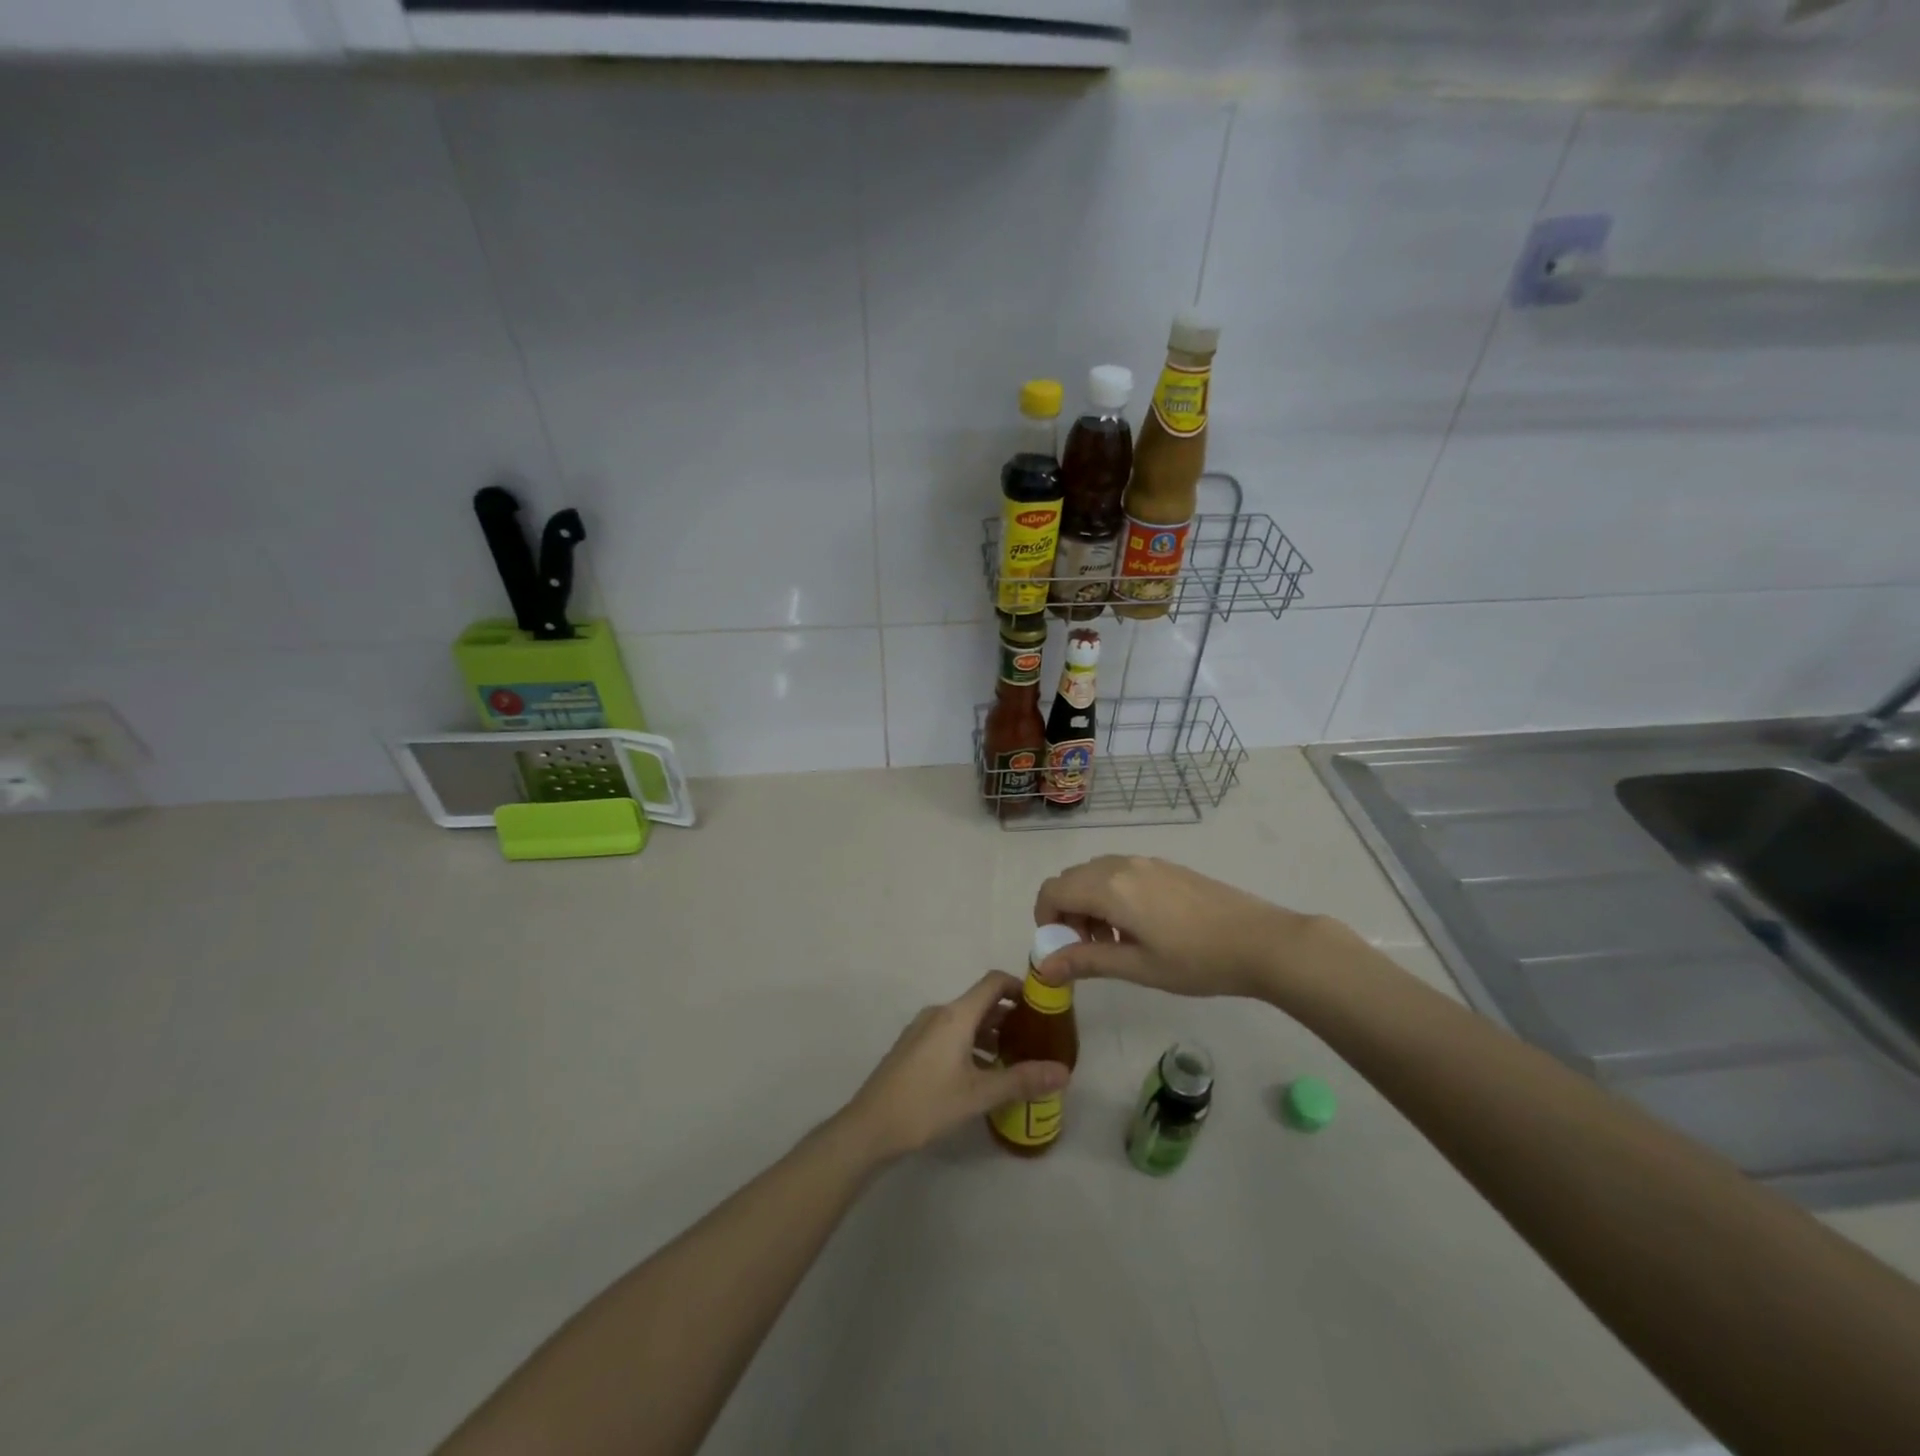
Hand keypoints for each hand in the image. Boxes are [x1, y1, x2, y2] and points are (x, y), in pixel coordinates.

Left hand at [840, 972, 1070, 1160]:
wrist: (869, 1127)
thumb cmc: (926, 1104)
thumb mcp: (978, 1094)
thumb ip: (1021, 1080)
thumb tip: (1064, 1072)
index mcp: (955, 1015)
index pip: (993, 982)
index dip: (1020, 987)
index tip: (1043, 1005)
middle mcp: (939, 1013)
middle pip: (981, 1002)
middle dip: (1009, 1015)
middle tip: (1036, 1038)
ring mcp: (922, 1030)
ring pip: (964, 1021)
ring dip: (990, 1033)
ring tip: (1014, 1058)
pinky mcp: (913, 1048)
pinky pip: (950, 1034)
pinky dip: (971, 1044)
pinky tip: (981, 1074)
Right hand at [1033, 855, 1307, 999]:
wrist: (1261, 941)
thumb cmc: (1196, 960)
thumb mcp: (1137, 967)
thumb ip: (1086, 961)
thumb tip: (1043, 965)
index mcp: (1109, 888)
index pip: (1053, 891)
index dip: (1045, 919)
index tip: (1061, 950)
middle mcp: (1121, 865)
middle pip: (1071, 879)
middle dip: (1067, 912)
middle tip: (1088, 949)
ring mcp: (1146, 862)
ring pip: (1095, 874)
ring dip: (1089, 903)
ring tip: (1116, 941)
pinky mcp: (1165, 866)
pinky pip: (1120, 872)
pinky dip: (1111, 894)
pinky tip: (1142, 927)